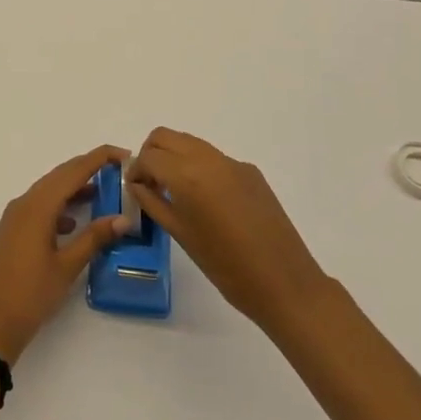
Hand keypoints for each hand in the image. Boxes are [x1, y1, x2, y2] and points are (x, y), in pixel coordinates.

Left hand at [0, 145, 131, 364]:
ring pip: (48, 191)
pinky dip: (59, 206)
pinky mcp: (12, 231)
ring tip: (102, 194)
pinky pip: (39, 206)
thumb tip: (123, 218)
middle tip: (118, 171)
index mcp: (38, 206)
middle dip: (88, 169)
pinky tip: (73, 223)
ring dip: (73, 188)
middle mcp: (24, 203)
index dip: (98, 158)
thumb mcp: (67, 266)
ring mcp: (14, 217)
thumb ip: (94, 238)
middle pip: (59, 176)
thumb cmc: (31, 294)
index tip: (124, 154)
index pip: (73, 171)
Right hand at [128, 127, 331, 339]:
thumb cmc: (226, 266)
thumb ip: (153, 203)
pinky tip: (207, 201)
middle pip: (166, 136)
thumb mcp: (180, 235)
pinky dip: (199, 167)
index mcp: (187, 176)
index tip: (135, 189)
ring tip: (175, 191)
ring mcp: (232, 163)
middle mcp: (208, 159)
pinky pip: (214, 158)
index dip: (136, 170)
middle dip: (151, 154)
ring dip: (174, 157)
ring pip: (190, 143)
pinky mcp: (250, 172)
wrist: (285, 283)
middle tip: (151, 183)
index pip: (148, 156)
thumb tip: (137, 184)